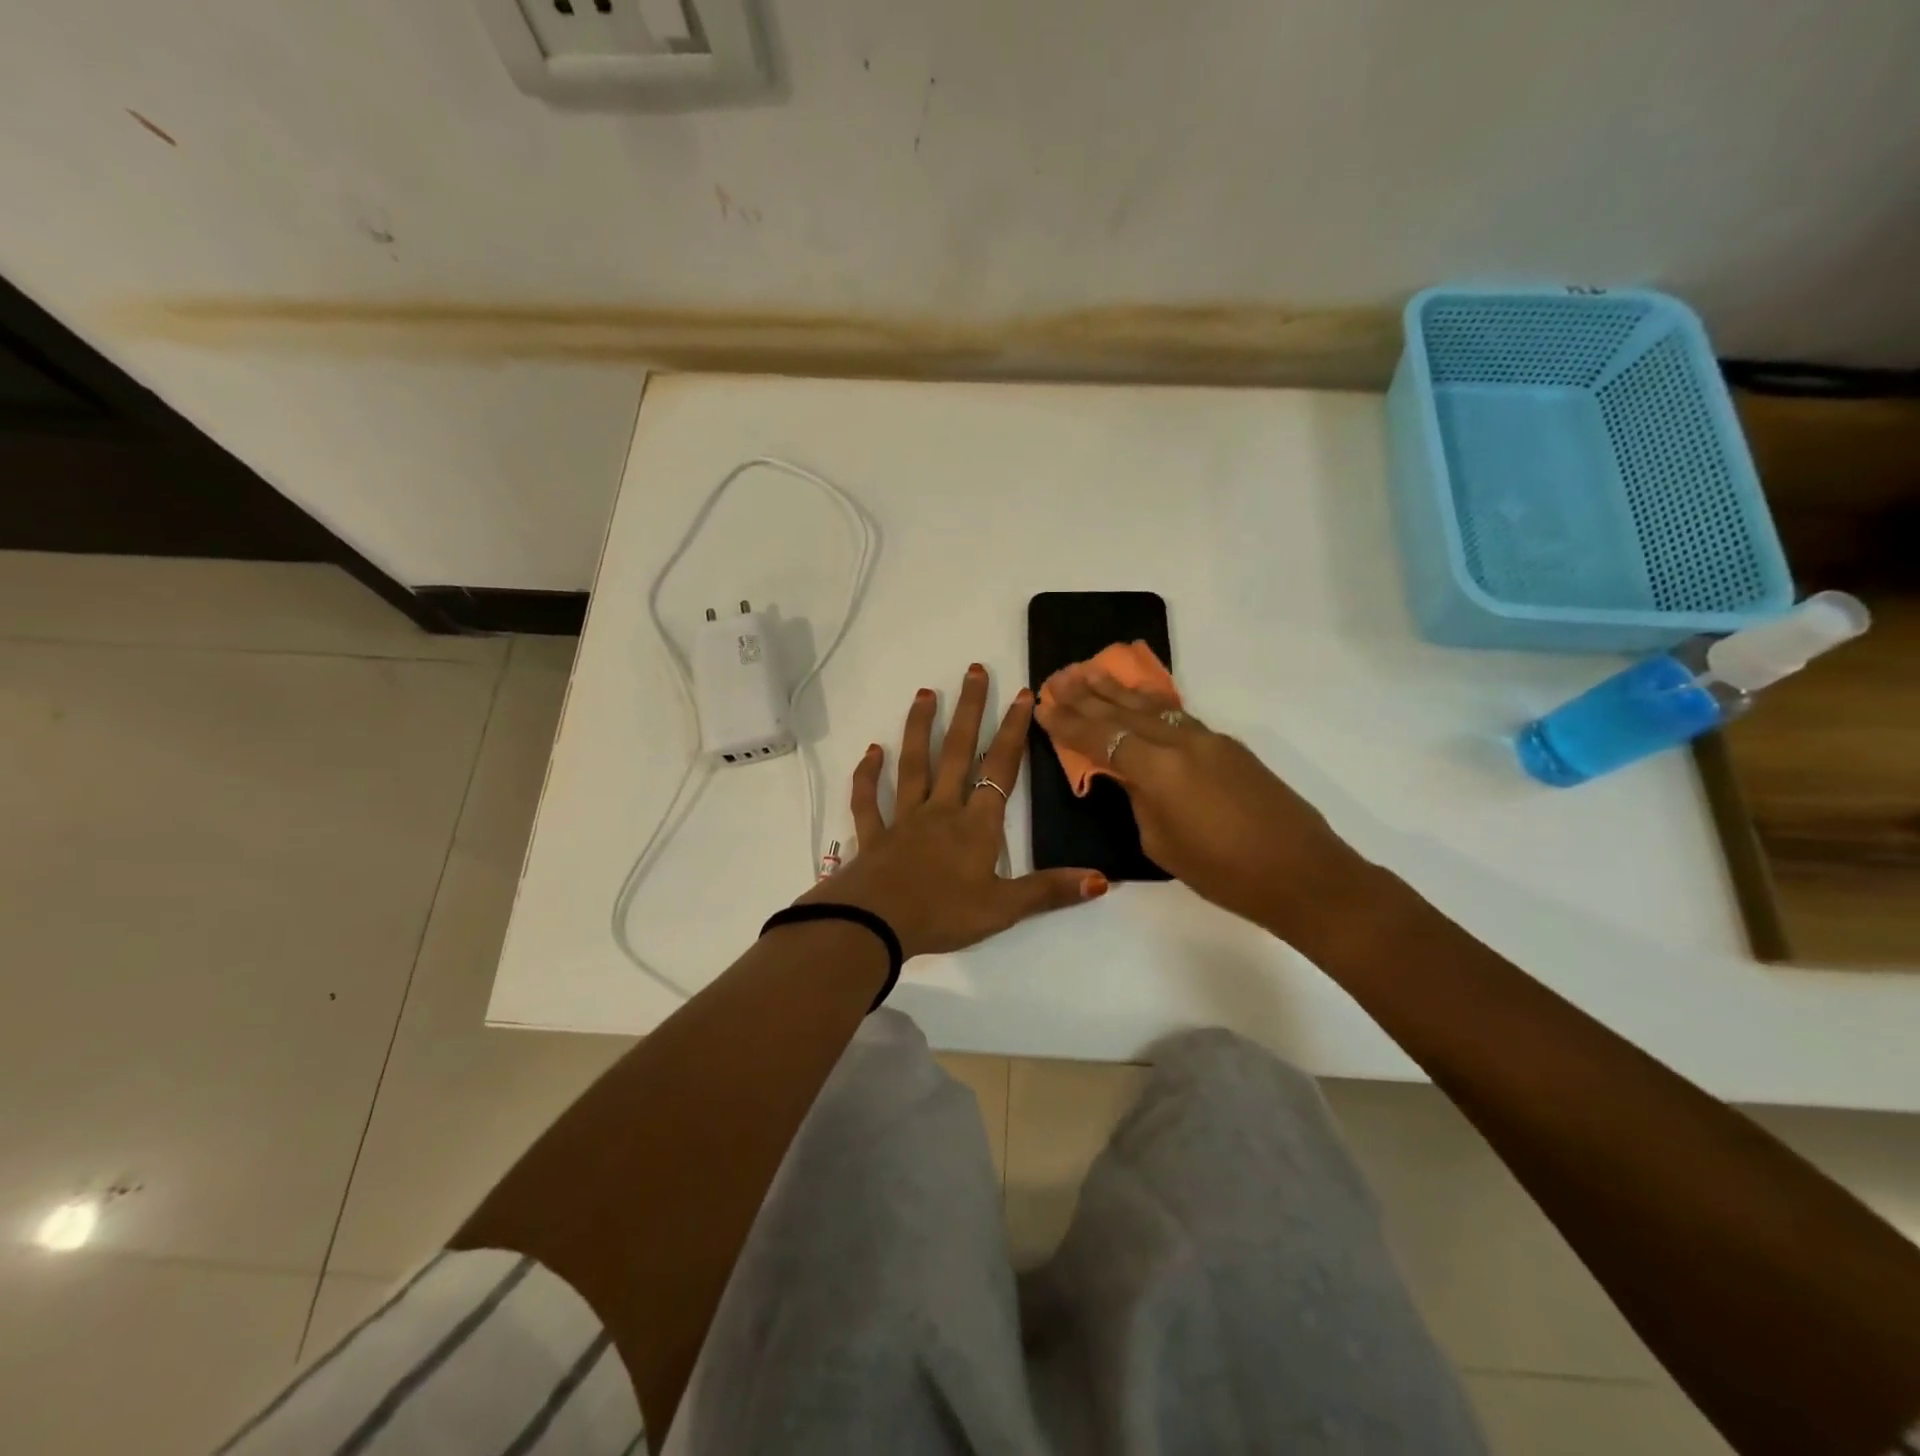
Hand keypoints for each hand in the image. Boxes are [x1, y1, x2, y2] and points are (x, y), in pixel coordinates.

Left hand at [800, 664, 1106, 959]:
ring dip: (919, 728)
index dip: (1014, 731)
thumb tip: (1101, 879)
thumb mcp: (1003, 909)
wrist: (875, 926)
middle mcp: (941, 810)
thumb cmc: (943, 915)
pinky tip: (871, 751)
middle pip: (958, 752)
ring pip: (913, 765)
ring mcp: (903, 819)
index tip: (1023, 695)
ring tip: (925, 694)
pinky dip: (868, 775)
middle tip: (973, 671)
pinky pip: (868, 800)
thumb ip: (1049, 891)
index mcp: (976, 825)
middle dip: (969, 711)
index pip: (1001, 768)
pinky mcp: (873, 835)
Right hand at [1034, 661, 1363, 939]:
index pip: (1102, 738)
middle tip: (1058, 677)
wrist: (1302, 874)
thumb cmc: (1224, 873)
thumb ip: (1140, 800)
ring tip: (1090, 673)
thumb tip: (1132, 777)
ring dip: (1118, 691)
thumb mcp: (1162, 843)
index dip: (1069, 723)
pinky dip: (1150, 705)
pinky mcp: (1229, 746)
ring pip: (1153, 706)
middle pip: (1124, 712)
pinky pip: (1177, 716)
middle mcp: (1181, 742)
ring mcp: (1209, 739)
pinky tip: (1139, 700)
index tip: (1043, 706)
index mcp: (1159, 769)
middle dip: (1087, 695)